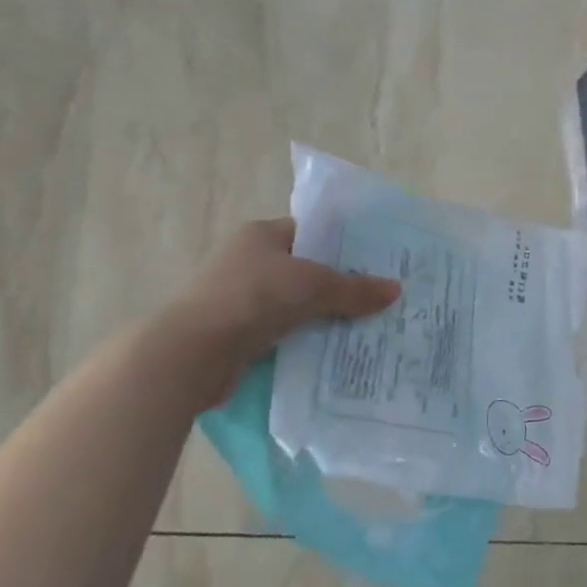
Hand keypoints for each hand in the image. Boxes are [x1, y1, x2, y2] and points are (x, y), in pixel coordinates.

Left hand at [159, 219, 398, 402]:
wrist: (190, 354)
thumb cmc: (252, 299)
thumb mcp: (312, 286)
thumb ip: (355, 288)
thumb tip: (395, 290)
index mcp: (261, 235)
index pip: (311, 232)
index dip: (343, 245)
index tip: (375, 263)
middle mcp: (247, 261)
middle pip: (305, 270)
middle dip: (338, 286)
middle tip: (377, 299)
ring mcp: (238, 298)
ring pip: (294, 304)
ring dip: (321, 317)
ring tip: (363, 328)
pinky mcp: (235, 334)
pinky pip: (280, 332)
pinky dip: (302, 340)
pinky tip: (331, 352)